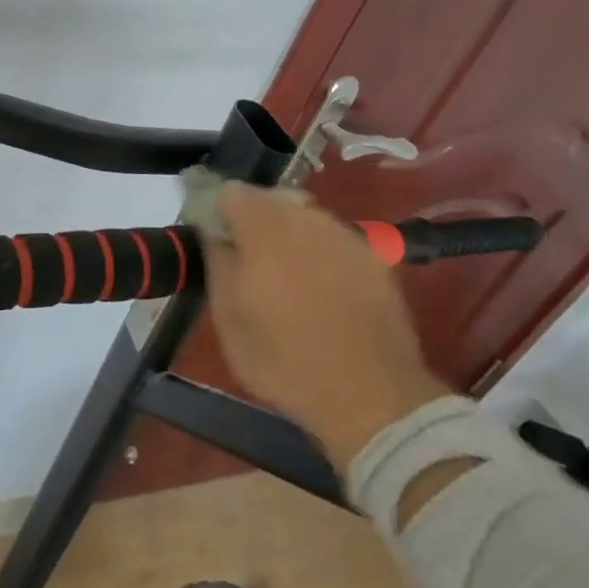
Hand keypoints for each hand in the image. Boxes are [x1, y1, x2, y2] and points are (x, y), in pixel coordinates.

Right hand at [203, 183, 449, 466]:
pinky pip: (333, 242)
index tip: (214, 239)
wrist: (371, 395)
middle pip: (270, 200)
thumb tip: (213, 231)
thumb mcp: (227, 317)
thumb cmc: (283, 358)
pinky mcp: (375, 259)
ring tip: (286, 278)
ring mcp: (345, 235)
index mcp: (263, 226)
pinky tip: (321, 291)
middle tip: (247, 262)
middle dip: (254, 222)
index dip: (217, 211)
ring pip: (304, 219)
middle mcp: (306, 218)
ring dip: (289, 236)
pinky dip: (320, 255)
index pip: (230, 192)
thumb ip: (217, 261)